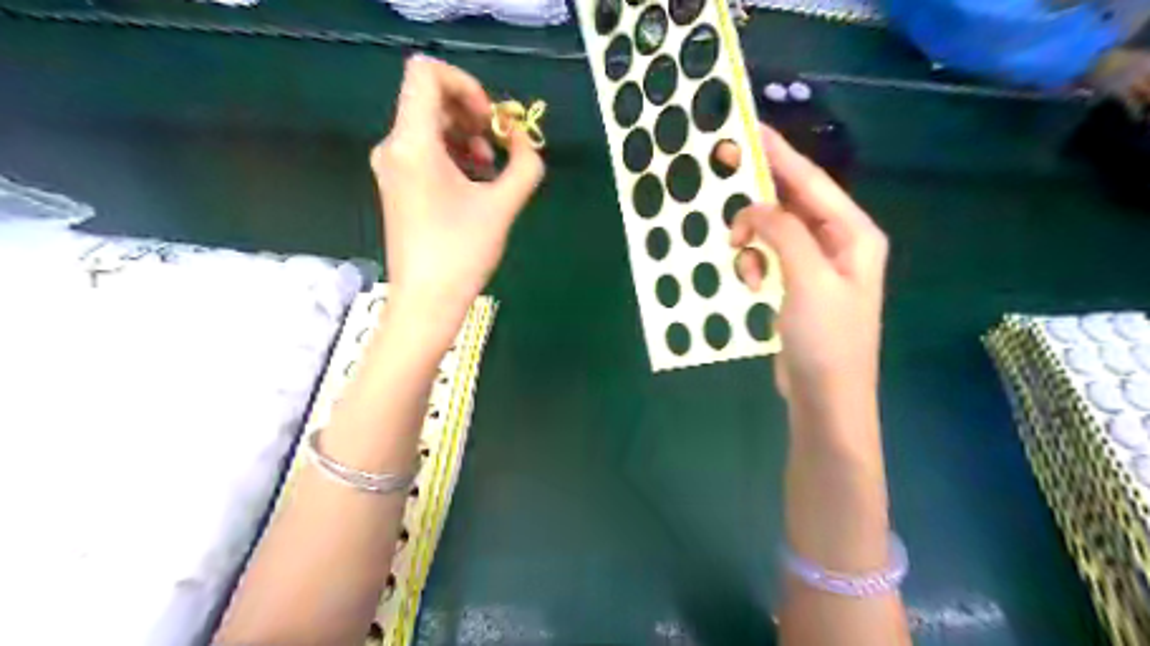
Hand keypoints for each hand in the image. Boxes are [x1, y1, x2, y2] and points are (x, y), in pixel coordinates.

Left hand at [371, 52, 544, 328]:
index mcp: (412, 143)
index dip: (466, 85)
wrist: (425, 301)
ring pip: (428, 124)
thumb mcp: (503, 205)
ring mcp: (391, 167)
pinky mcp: (396, 185)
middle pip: (430, 98)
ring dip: (465, 136)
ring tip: (490, 171)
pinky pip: (424, 149)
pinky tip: (474, 183)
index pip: (426, 73)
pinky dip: (452, 154)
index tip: (490, 121)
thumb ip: (525, 164)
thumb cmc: (462, 253)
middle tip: (498, 147)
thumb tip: (523, 139)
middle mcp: (394, 146)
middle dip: (471, 113)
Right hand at [717, 125, 888, 413]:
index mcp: (854, 234)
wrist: (826, 398)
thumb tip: (754, 207)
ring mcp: (817, 267)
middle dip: (758, 199)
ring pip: (775, 231)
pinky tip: (750, 284)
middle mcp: (839, 243)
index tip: (748, 130)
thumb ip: (784, 233)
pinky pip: (770, 258)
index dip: (779, 154)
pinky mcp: (797, 287)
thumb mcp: (808, 280)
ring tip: (742, 259)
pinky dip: (755, 264)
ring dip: (754, 240)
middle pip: (793, 203)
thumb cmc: (827, 339)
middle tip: (723, 188)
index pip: (812, 182)